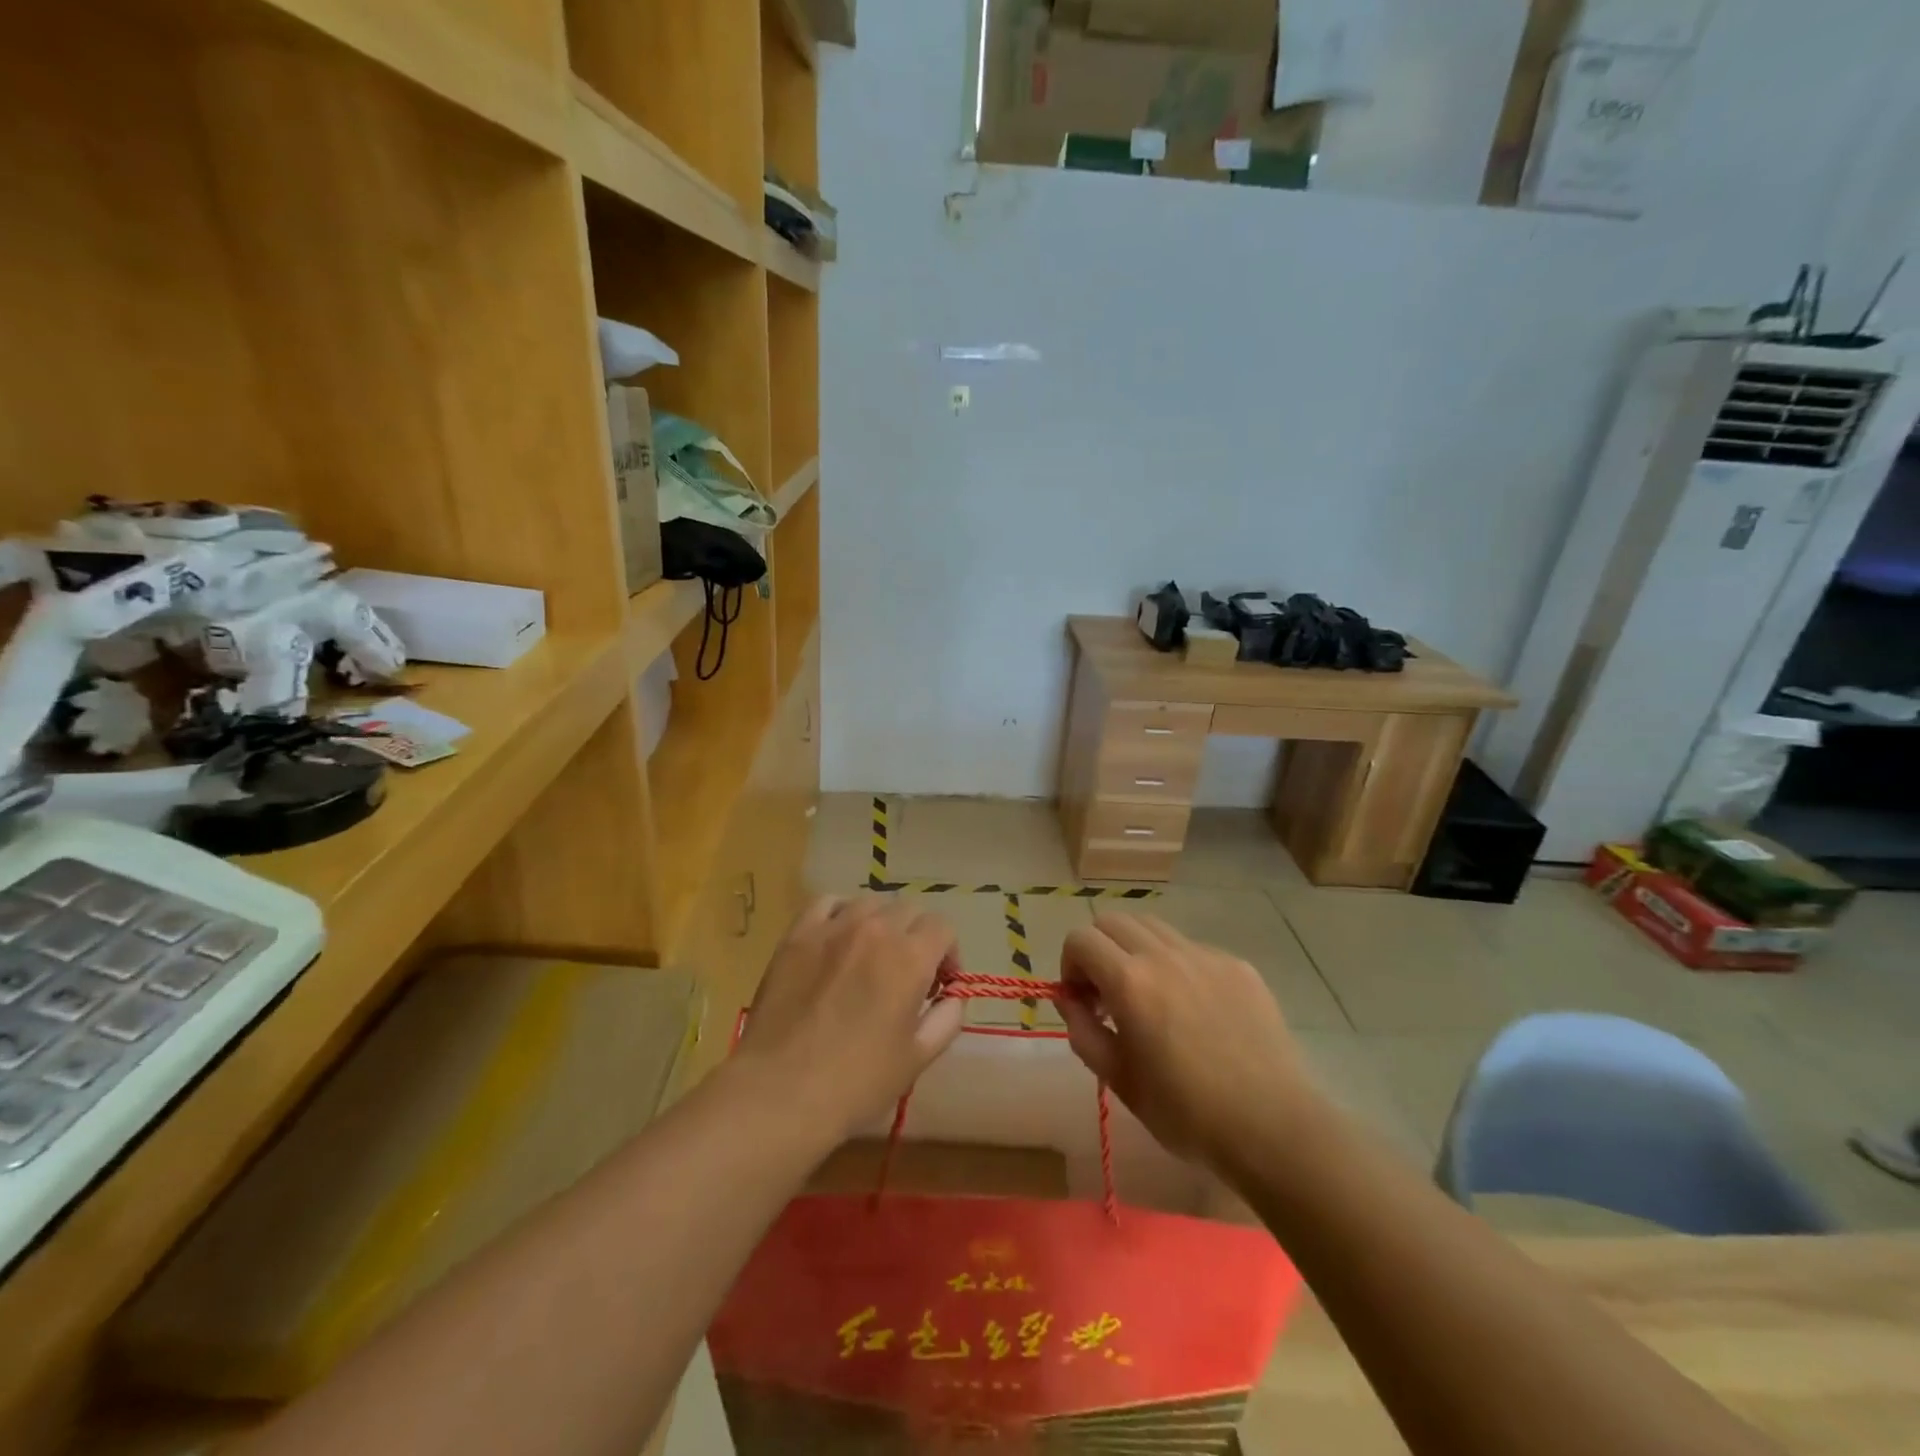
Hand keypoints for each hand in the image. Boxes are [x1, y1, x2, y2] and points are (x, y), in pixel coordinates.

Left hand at [733, 897, 967, 1142]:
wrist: (780, 1092)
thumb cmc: (856, 1082)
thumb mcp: (917, 1058)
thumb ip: (946, 1019)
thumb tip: (952, 995)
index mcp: (910, 958)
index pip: (942, 927)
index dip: (948, 952)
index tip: (939, 983)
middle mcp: (875, 930)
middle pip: (908, 909)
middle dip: (916, 937)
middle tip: (906, 974)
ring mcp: (832, 928)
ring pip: (869, 902)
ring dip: (880, 923)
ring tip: (871, 955)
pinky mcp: (797, 935)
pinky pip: (826, 903)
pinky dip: (840, 913)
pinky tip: (837, 938)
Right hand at [1058, 913, 1312, 1167]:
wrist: (1273, 1127)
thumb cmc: (1187, 1114)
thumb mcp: (1120, 1081)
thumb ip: (1083, 1032)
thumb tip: (1068, 999)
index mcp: (1130, 982)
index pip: (1080, 939)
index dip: (1070, 965)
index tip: (1082, 1001)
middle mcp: (1164, 955)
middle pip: (1113, 921)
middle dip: (1098, 950)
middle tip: (1108, 994)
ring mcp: (1205, 955)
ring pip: (1153, 927)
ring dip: (1135, 950)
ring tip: (1148, 995)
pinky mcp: (1237, 965)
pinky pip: (1191, 948)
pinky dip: (1176, 965)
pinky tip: (1193, 1009)